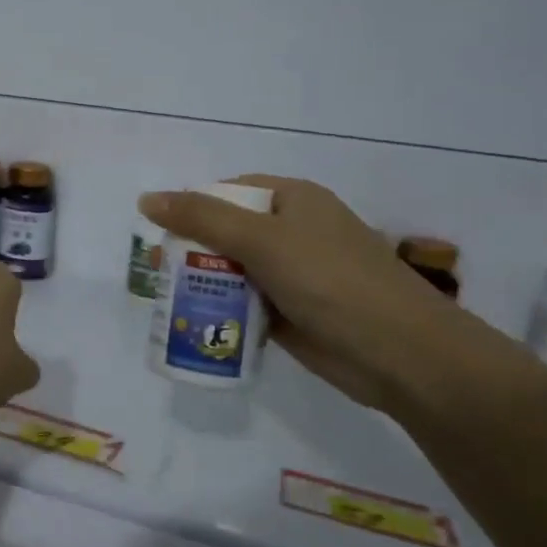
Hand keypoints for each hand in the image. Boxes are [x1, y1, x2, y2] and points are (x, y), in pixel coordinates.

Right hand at [140, 177, 472, 413]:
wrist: (399, 353)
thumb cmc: (330, 280)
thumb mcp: (261, 240)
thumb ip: (202, 218)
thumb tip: (147, 199)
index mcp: (293, 201)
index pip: (229, 192)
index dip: (192, 207)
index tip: (159, 233)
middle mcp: (293, 233)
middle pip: (227, 233)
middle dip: (191, 251)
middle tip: (155, 273)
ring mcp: (294, 275)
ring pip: (233, 272)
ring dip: (203, 284)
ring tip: (166, 301)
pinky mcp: (292, 314)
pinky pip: (245, 305)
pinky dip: (222, 312)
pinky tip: (195, 323)